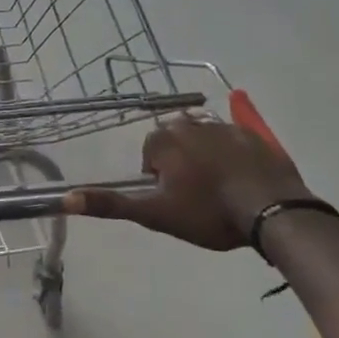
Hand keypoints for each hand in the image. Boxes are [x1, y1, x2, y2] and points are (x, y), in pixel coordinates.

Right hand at [67, 115, 312, 249]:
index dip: (158, 177)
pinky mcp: (255, 136)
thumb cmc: (207, 212)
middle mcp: (192, 123)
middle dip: (182, 164)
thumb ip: (111, 204)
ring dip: (207, 160)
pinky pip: (235, 142)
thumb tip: (66, 198)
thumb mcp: (155, 214)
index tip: (174, 200)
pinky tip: (244, 182)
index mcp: (165, 140)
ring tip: (221, 192)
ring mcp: (226, 127)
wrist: (272, 211)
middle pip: (177, 142)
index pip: (150, 152)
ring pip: (205, 141)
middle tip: (197, 197)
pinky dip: (234, 158)